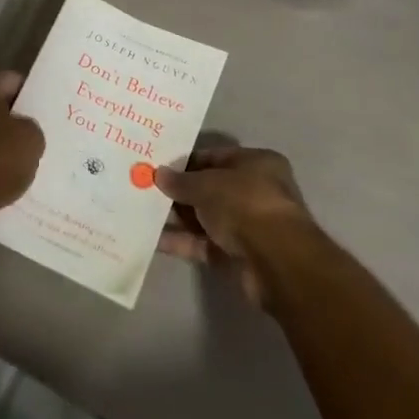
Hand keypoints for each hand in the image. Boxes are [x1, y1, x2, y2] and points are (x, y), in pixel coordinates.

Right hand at [157, 146, 314, 304]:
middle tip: (146, 188)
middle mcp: (255, 192)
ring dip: (177, 217)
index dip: (187, 161)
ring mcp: (248, 226)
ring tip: (142, 212)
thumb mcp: (207, 184)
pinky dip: (181, 242)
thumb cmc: (245, 203)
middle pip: (210, 188)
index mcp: (257, 164)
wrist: (276, 261)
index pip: (216, 157)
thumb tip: (158, 175)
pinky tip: (153, 239)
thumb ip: (181, 181)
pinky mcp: (238, 256)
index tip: (159, 165)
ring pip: (205, 218)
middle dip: (180, 191)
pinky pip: (204, 244)